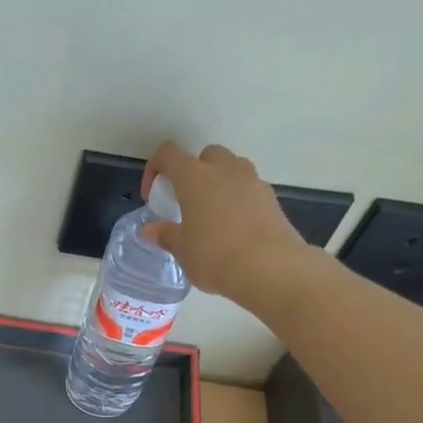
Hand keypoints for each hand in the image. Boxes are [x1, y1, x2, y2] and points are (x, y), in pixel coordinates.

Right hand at [142, 140, 309, 302]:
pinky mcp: (271, 198)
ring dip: (218, 183)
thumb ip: (166, 235)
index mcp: (195, 177)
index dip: (155, 169)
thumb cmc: (214, 256)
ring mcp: (252, 181)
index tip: (153, 196)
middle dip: (193, 172)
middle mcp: (225, 170)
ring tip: (211, 215)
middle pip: (206, 155)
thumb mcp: (182, 250)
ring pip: (231, 168)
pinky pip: (249, 189)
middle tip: (187, 202)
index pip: (169, 153)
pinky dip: (238, 200)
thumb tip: (150, 230)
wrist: (270, 268)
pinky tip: (234, 229)